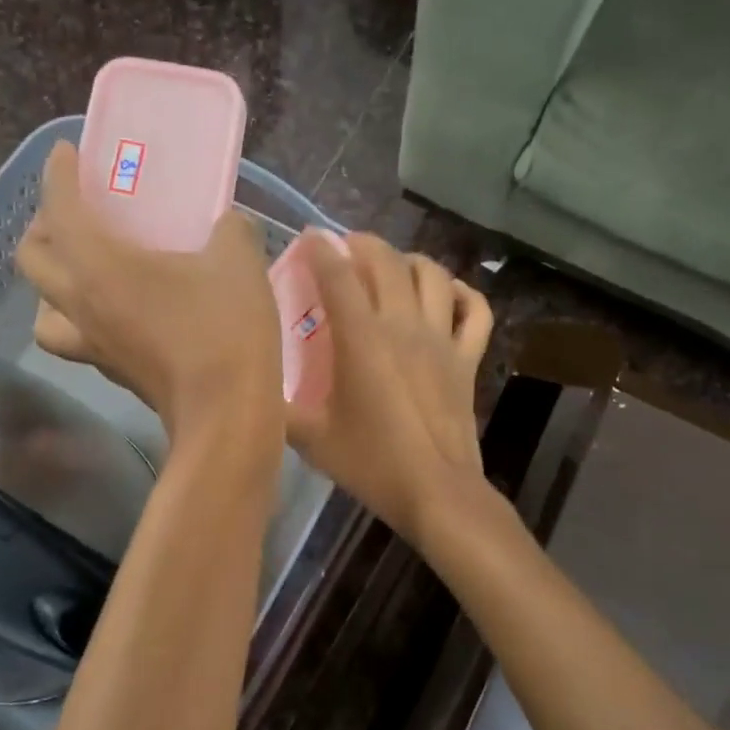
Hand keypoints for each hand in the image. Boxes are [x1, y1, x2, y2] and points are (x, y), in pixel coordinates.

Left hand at [17, 142, 282, 453]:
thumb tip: (226, 223)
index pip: (60, 209)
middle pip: (31, 260)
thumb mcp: (238, 260)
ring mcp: (93, 345)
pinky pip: (76, 338)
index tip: (66, 155)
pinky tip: (116, 313)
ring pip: (43, 310)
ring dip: (52, 284)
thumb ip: (228, 228)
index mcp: (99, 267)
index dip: (58, 175)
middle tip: (74, 214)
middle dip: (43, 227)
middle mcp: (81, 305)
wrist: (227, 414)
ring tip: (82, 271)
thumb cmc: (225, 330)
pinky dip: (82, 318)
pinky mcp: (113, 373)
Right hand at [286, 233, 493, 540]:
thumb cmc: (372, 463)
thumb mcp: (311, 439)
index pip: (338, 276)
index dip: (321, 249)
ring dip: (411, 261)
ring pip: (434, 275)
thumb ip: (278, 410)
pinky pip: (476, 311)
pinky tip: (448, 294)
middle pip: (387, 262)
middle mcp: (404, 326)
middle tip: (346, 249)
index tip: (309, 237)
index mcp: (362, 339)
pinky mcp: (468, 359)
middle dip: (364, 244)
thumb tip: (253, 392)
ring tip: (393, 267)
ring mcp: (442, 339)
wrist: (436, 491)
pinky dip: (463, 294)